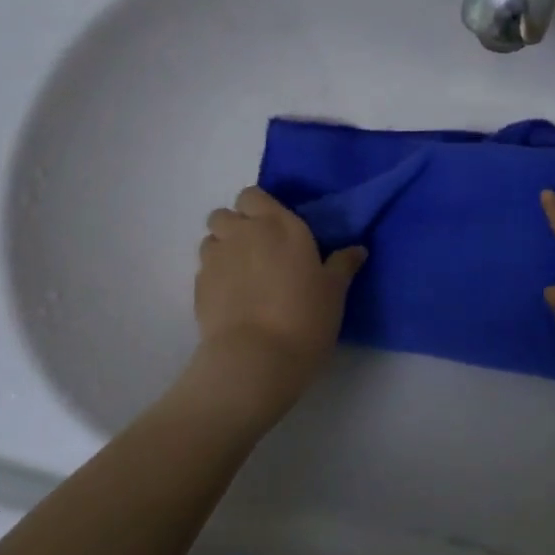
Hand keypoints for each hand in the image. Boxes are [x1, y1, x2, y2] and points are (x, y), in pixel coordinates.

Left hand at [195, 186, 366, 394]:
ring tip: (241, 275)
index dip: (259, 208)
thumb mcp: (334, 291)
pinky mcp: (198, 287)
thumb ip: (342, 265)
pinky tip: (231, 299)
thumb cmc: (305, 316)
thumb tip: (357, 249)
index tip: (274, 229)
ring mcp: (215, 259)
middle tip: (257, 251)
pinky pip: (204, 269)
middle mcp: (242, 233)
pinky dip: (215, 277)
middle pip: (224, 214)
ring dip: (223, 249)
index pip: (253, 196)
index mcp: (278, 224)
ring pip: (211, 240)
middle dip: (235, 226)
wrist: (257, 358)